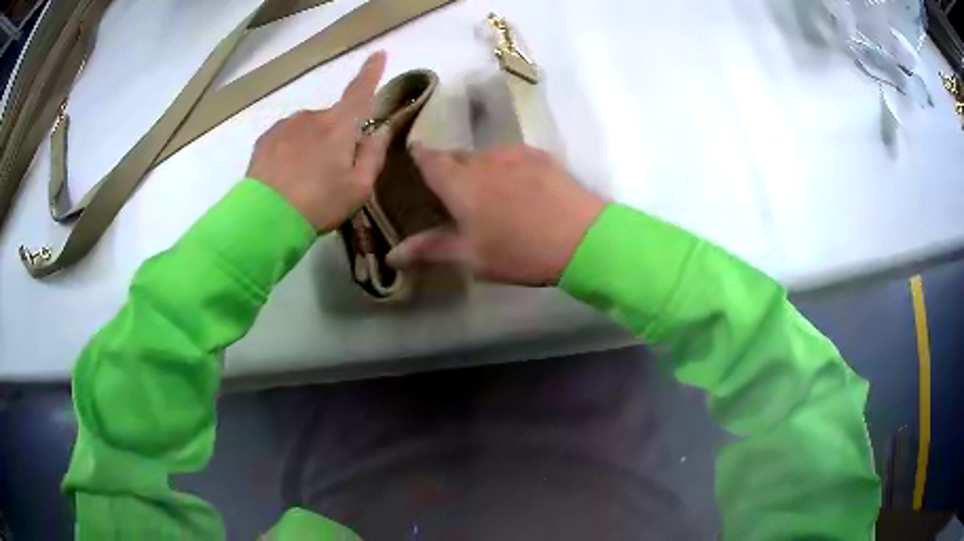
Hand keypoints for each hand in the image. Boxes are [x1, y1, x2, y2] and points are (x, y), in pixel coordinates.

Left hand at [246, 51, 390, 231]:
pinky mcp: (265, 138)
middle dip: (336, 137)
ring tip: (304, 179)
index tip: (379, 54)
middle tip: (331, 173)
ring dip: (312, 144)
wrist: (264, 219)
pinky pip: (287, 136)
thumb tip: (379, 132)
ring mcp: (285, 125)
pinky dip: (291, 149)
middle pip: (333, 119)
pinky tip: (286, 176)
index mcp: (339, 127)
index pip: (360, 92)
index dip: (371, 72)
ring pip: (308, 128)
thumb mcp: (358, 188)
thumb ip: (373, 156)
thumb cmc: (318, 204)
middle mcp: (312, 117)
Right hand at [388, 144, 605, 285]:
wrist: (583, 237)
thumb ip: (430, 250)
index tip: (414, 156)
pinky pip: (511, 155)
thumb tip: (391, 256)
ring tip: (488, 191)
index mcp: (459, 182)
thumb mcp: (471, 257)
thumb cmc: (520, 252)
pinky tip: (518, 186)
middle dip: (449, 167)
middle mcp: (482, 159)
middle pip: (456, 155)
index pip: (429, 159)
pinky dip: (505, 166)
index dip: (419, 155)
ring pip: (485, 155)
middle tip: (452, 190)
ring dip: (478, 168)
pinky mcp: (540, 155)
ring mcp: (514, 153)